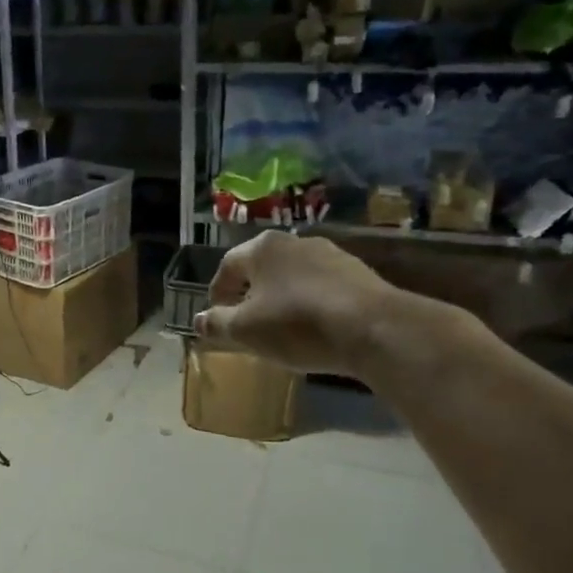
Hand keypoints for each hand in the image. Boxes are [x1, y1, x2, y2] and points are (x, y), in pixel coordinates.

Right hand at [195, 231, 398, 376]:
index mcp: (262, 248)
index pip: (226, 266)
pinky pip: (321, 287)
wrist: (375, 328)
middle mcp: (295, 241)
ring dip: (281, 299)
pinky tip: (315, 329)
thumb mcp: (246, 331)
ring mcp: (330, 254)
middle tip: (246, 324)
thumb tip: (198, 320)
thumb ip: (217, 324)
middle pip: (261, 268)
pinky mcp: (358, 273)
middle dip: (249, 295)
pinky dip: (310, 304)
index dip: (217, 294)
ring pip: (292, 277)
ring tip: (281, 329)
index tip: (216, 319)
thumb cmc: (298, 325)